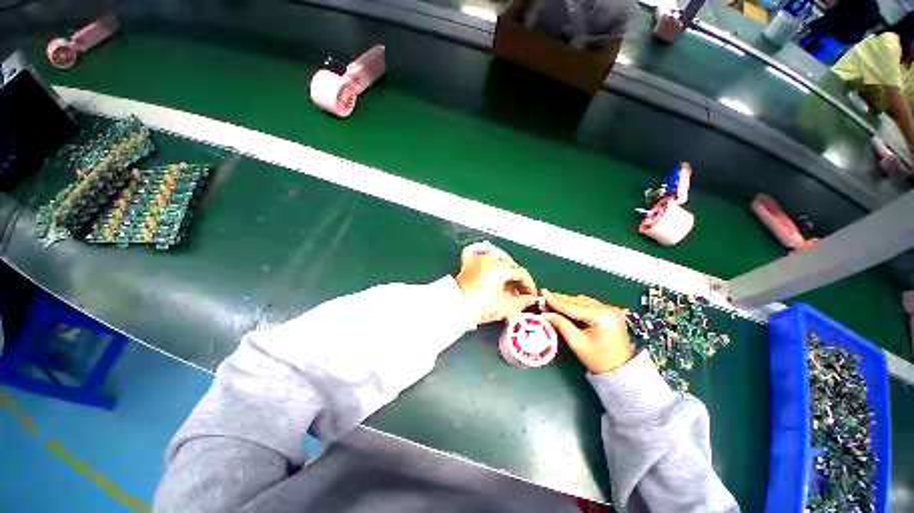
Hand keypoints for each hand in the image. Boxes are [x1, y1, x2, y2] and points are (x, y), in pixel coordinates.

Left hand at [456, 242, 537, 325]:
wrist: (457, 308)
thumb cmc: (479, 307)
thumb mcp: (505, 307)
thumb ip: (521, 302)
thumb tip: (528, 299)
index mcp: (501, 269)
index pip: (521, 273)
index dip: (529, 284)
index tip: (530, 293)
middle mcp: (490, 261)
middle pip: (510, 263)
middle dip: (517, 276)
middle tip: (519, 289)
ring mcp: (477, 261)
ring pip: (495, 253)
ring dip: (504, 262)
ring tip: (507, 273)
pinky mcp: (467, 265)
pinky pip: (473, 251)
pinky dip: (480, 249)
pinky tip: (485, 252)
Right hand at [541, 290, 633, 373]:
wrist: (620, 371)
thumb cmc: (599, 359)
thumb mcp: (577, 342)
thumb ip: (561, 324)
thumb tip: (546, 314)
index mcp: (602, 316)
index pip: (573, 307)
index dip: (555, 301)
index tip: (543, 294)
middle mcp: (609, 309)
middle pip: (578, 301)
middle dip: (560, 300)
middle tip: (544, 299)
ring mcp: (611, 310)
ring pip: (583, 302)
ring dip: (568, 302)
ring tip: (552, 302)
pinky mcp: (610, 313)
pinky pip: (589, 305)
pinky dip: (576, 306)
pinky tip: (566, 307)